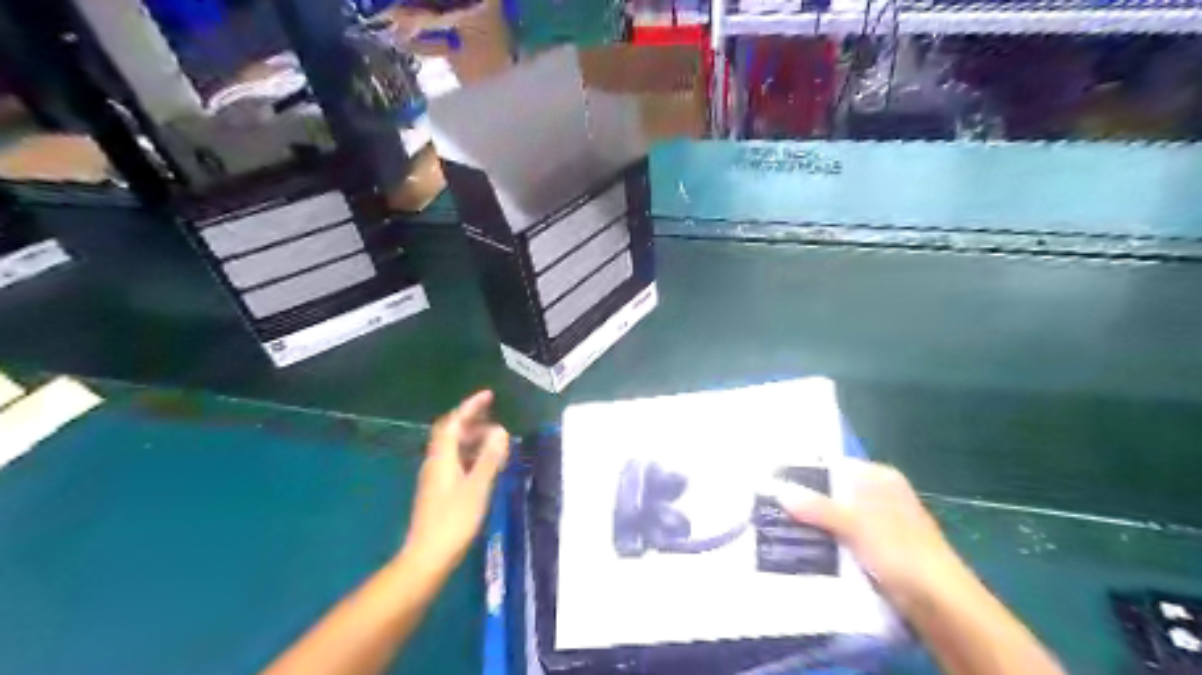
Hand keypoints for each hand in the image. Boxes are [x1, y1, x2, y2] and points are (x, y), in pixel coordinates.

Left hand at [397, 394, 504, 577]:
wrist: (427, 557)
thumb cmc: (454, 520)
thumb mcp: (477, 487)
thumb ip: (489, 458)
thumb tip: (501, 431)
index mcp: (442, 458)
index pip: (454, 422)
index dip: (470, 406)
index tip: (489, 395)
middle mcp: (435, 462)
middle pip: (450, 432)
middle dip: (472, 420)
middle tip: (495, 417)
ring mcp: (435, 477)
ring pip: (453, 447)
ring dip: (473, 439)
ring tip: (496, 441)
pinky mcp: (438, 491)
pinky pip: (455, 461)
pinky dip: (470, 455)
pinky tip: (484, 465)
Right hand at [776, 460, 970, 616]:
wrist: (941, 605)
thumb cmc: (901, 551)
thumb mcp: (855, 524)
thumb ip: (817, 506)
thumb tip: (779, 491)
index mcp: (880, 478)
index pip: (834, 466)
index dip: (805, 473)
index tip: (774, 481)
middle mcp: (879, 496)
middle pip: (833, 493)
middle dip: (804, 501)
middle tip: (769, 506)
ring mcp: (879, 525)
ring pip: (835, 518)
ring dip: (812, 525)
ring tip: (776, 527)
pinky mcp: (877, 551)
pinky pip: (842, 540)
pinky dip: (825, 543)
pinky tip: (800, 548)